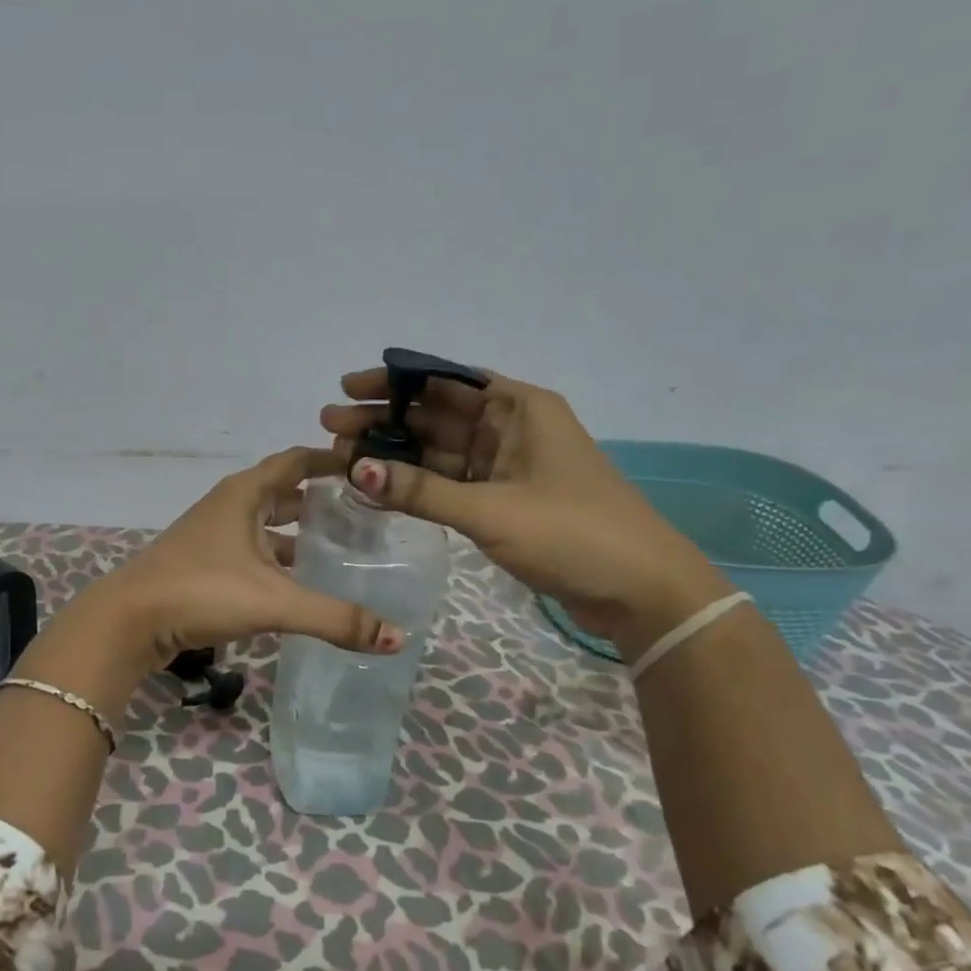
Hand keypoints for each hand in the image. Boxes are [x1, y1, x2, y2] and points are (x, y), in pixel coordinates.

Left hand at [74, 447, 404, 672]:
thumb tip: (397, 637)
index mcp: (245, 494)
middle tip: (363, 514)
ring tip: (338, 549)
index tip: (366, 466)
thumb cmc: (201, 591)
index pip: (296, 461)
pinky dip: (275, 558)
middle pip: (282, 492)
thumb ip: (335, 618)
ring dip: (296, 533)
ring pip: (264, 525)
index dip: (330, 460)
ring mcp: (211, 535)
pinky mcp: (202, 564)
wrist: (128, 620)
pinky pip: (250, 551)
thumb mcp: (274, 602)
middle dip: (319, 500)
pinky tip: (294, 582)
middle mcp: (228, 506)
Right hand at [321, 369, 730, 658]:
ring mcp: (506, 466)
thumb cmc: (573, 533)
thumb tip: (357, 469)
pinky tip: (377, 487)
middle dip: (384, 419)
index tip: (347, 388)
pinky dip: (415, 485)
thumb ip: (422, 491)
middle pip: (435, 414)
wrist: (640, 590)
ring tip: (341, 456)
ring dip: (394, 453)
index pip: (445, 380)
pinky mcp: (502, 500)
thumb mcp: (491, 510)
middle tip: (330, 426)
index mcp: (519, 408)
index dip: (393, 381)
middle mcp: (510, 428)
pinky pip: (448, 483)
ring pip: (438, 451)